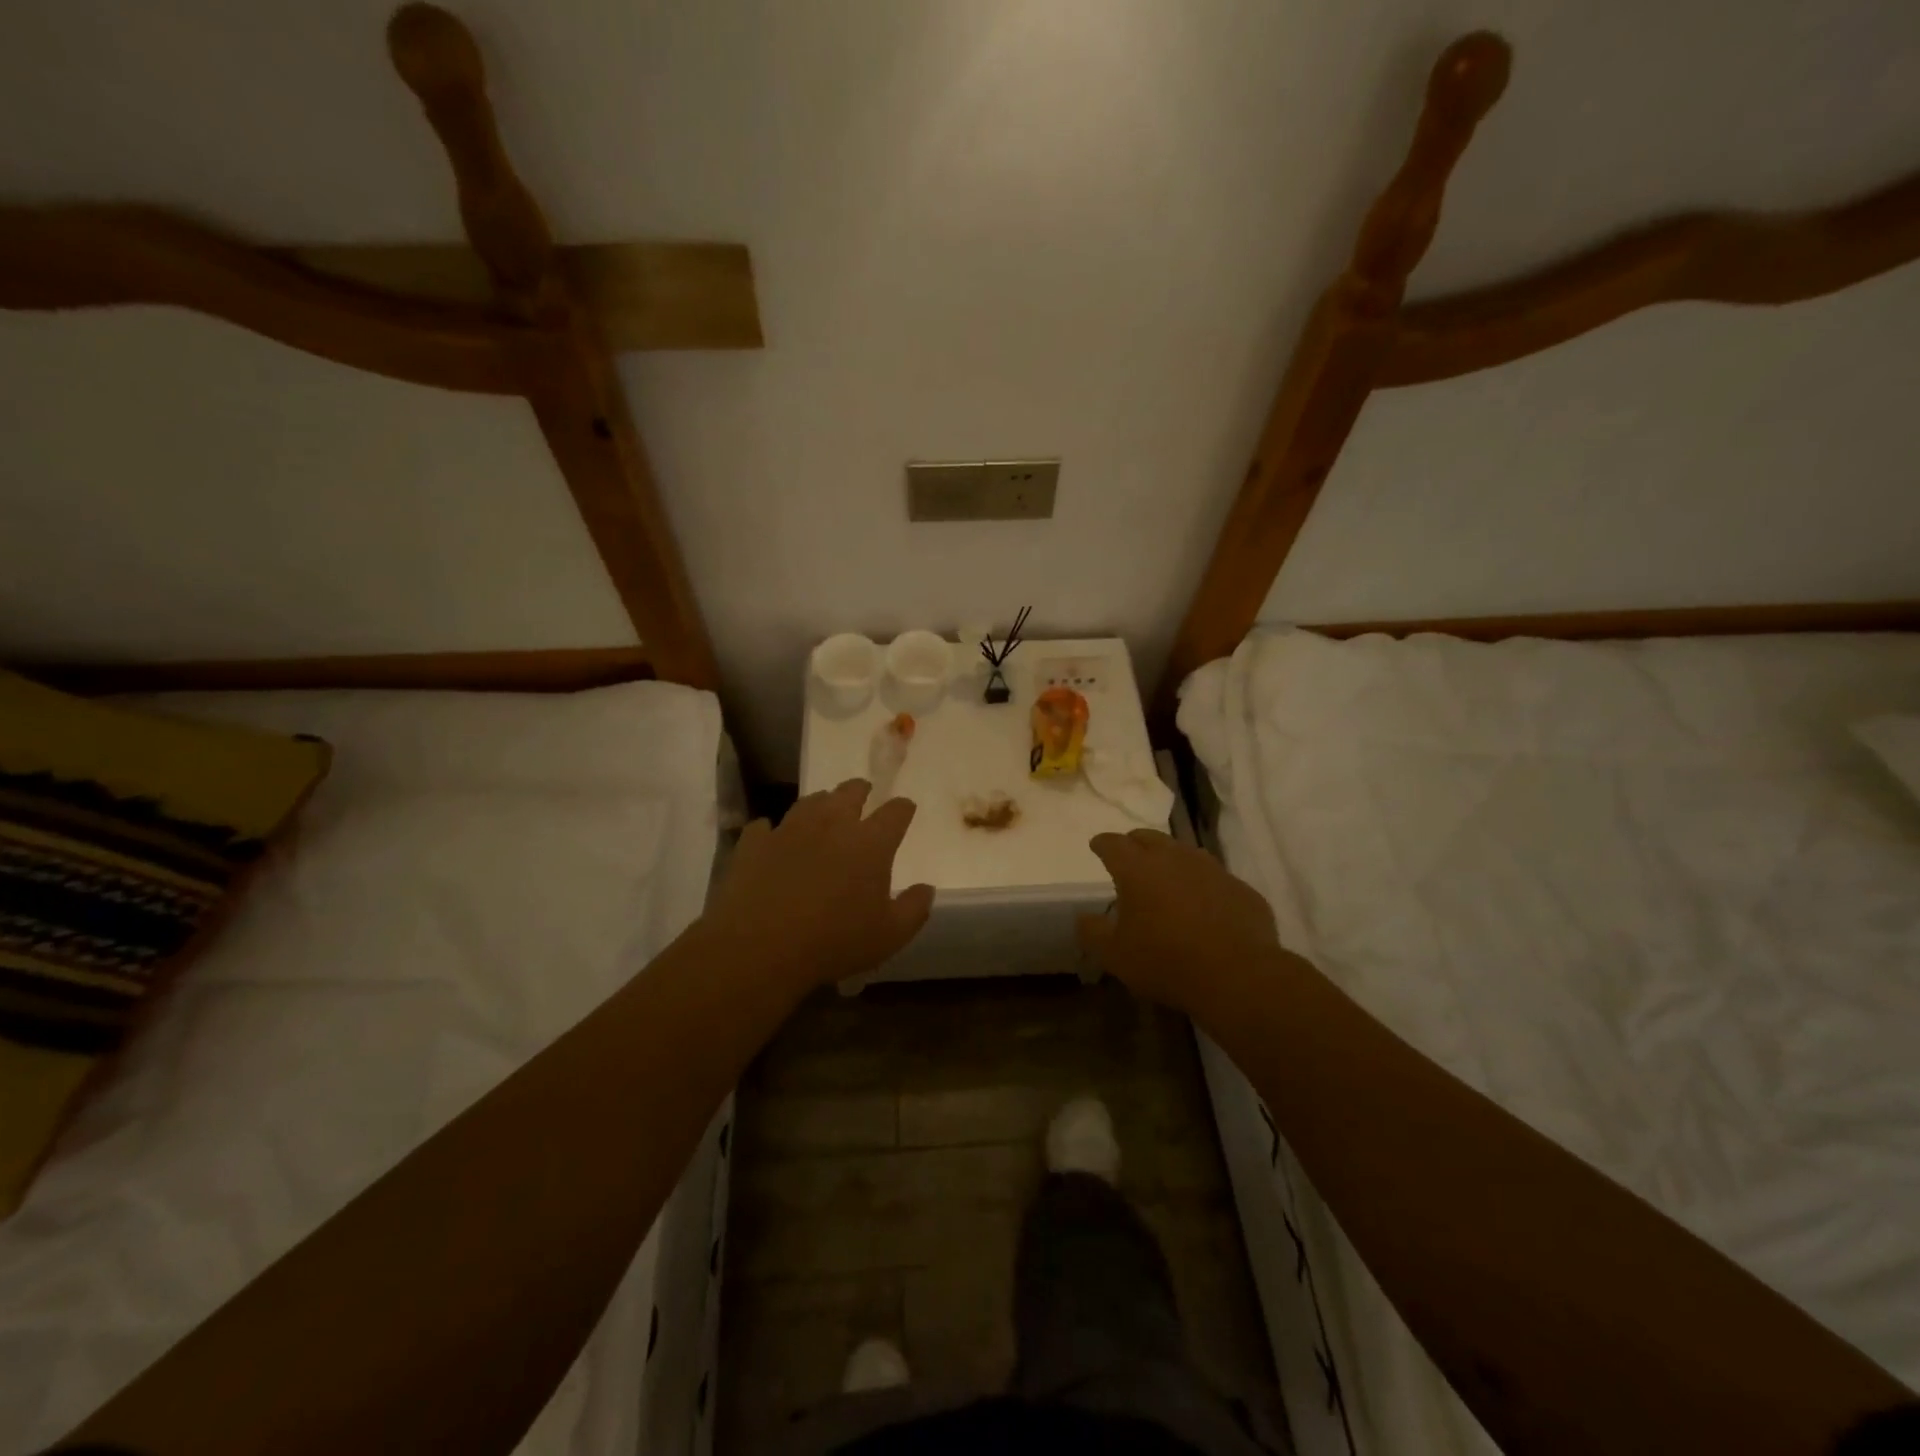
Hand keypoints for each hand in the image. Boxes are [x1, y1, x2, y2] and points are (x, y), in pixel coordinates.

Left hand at [705, 779, 933, 993]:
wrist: (759, 948)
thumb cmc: (834, 942)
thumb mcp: (889, 936)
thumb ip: (914, 909)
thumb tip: (926, 889)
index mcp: (870, 843)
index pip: (895, 812)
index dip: (902, 808)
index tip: (905, 808)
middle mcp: (831, 824)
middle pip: (850, 793)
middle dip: (860, 791)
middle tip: (863, 794)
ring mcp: (789, 829)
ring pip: (810, 802)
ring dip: (821, 803)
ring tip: (823, 809)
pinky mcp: (754, 843)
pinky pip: (764, 826)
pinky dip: (772, 829)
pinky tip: (771, 836)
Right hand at [1078, 828, 1279, 1014]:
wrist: (1237, 976)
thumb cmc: (1165, 961)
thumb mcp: (1115, 955)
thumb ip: (1092, 932)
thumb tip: (1083, 918)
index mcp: (1138, 868)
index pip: (1113, 844)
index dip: (1102, 844)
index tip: (1097, 846)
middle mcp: (1174, 858)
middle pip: (1149, 838)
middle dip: (1135, 843)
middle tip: (1129, 857)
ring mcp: (1212, 870)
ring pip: (1185, 852)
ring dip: (1171, 859)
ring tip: (1166, 877)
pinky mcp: (1240, 889)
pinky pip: (1215, 878)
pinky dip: (1203, 885)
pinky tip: (1204, 904)